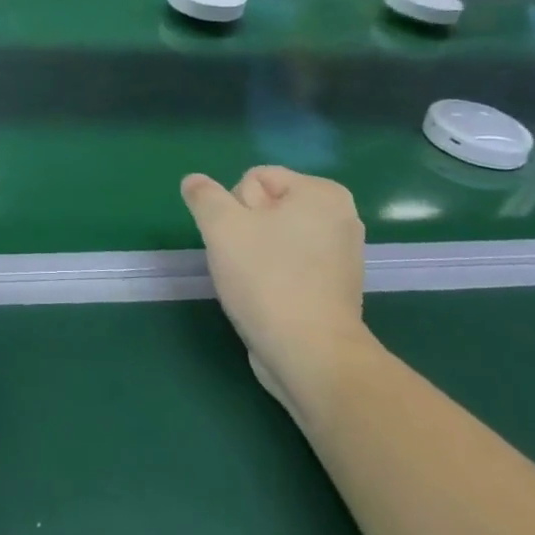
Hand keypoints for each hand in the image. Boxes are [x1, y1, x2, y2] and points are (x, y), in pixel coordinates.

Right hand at [180, 168, 369, 413]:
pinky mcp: (333, 288)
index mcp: (322, 193)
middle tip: (245, 261)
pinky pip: (287, 265)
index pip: (254, 178)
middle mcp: (339, 217)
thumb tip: (194, 181)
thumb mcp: (221, 226)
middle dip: (245, 230)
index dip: (235, 207)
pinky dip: (273, 277)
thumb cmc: (267, 279)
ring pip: (272, 238)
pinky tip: (267, 298)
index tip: (242, 238)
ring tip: (254, 283)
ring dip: (254, 255)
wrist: (310, 356)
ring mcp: (340, 255)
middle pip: (264, 206)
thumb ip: (204, 196)